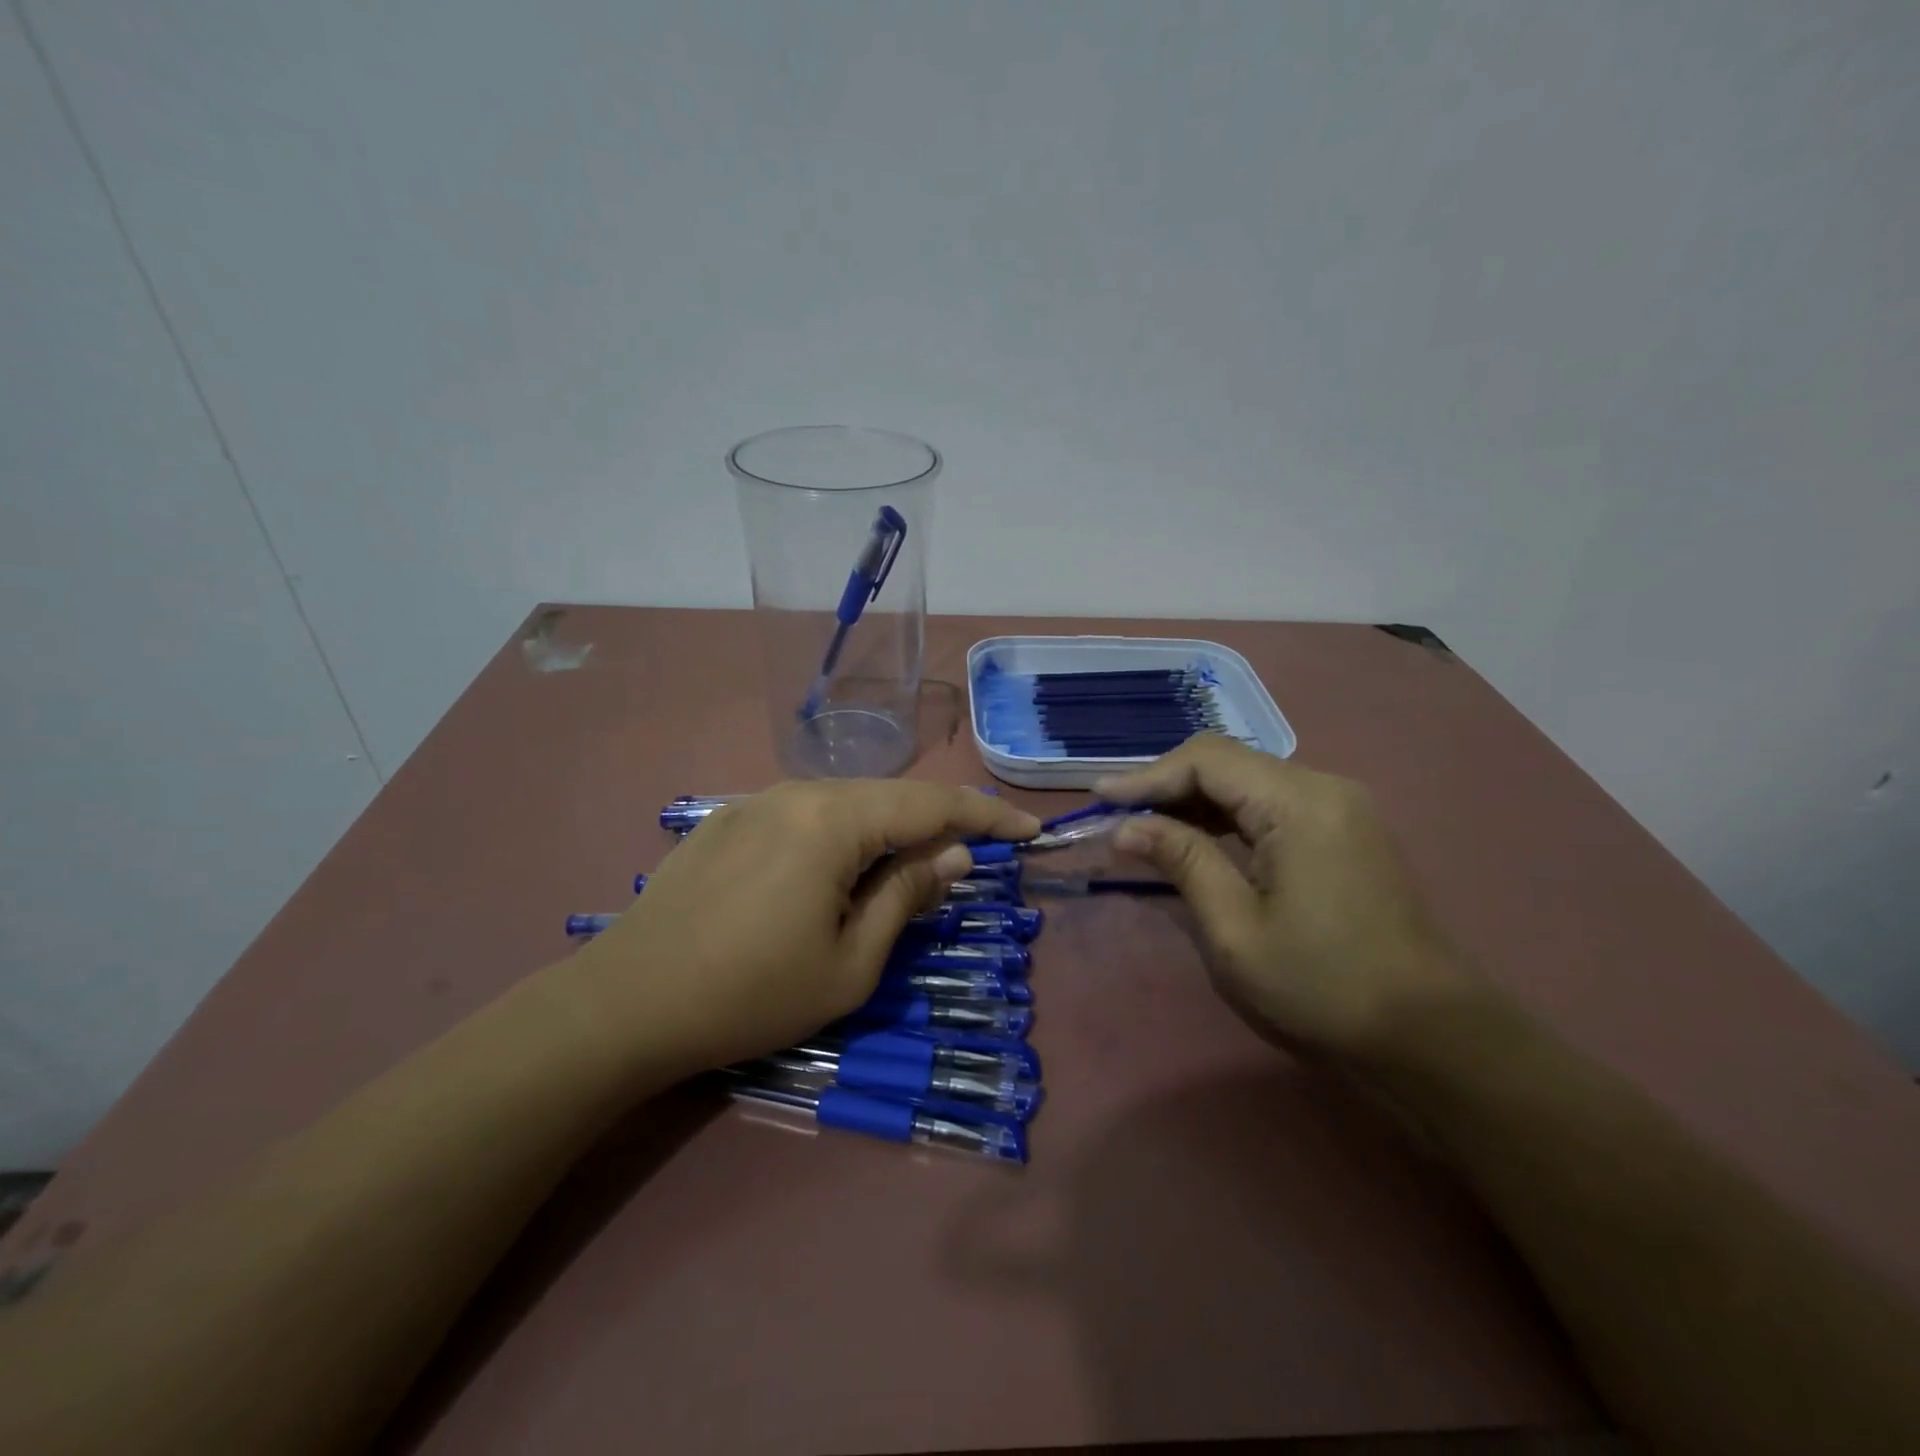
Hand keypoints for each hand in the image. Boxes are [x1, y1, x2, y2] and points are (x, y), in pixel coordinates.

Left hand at [576, 782, 1040, 1072]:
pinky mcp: (727, 822)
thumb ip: (906, 897)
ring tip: (908, 871)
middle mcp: (796, 792)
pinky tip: (836, 874)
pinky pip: (805, 817)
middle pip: (889, 798)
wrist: (625, 1004)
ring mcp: (756, 802)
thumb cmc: (750, 994)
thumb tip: (954, 857)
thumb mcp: (850, 963)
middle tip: (972, 860)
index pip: (932, 804)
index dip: (987, 816)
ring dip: (886, 833)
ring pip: (845, 805)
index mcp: (833, 820)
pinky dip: (840, 838)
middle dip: (936, 826)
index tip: (1029, 831)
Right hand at [1096, 737, 1471, 1057]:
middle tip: (1118, 817)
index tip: (1100, 799)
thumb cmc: (1323, 985)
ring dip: (1194, 800)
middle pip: (1227, 761)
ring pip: (1248, 780)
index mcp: (1298, 803)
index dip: (1147, 776)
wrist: (1429, 1033)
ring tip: (1145, 828)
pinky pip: (1270, 803)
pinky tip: (1196, 839)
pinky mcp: (1343, 829)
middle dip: (1167, 785)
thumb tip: (1126, 827)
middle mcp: (1322, 787)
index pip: (1207, 760)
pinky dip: (1226, 815)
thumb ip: (1181, 862)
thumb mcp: (1235, 929)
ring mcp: (1339, 806)